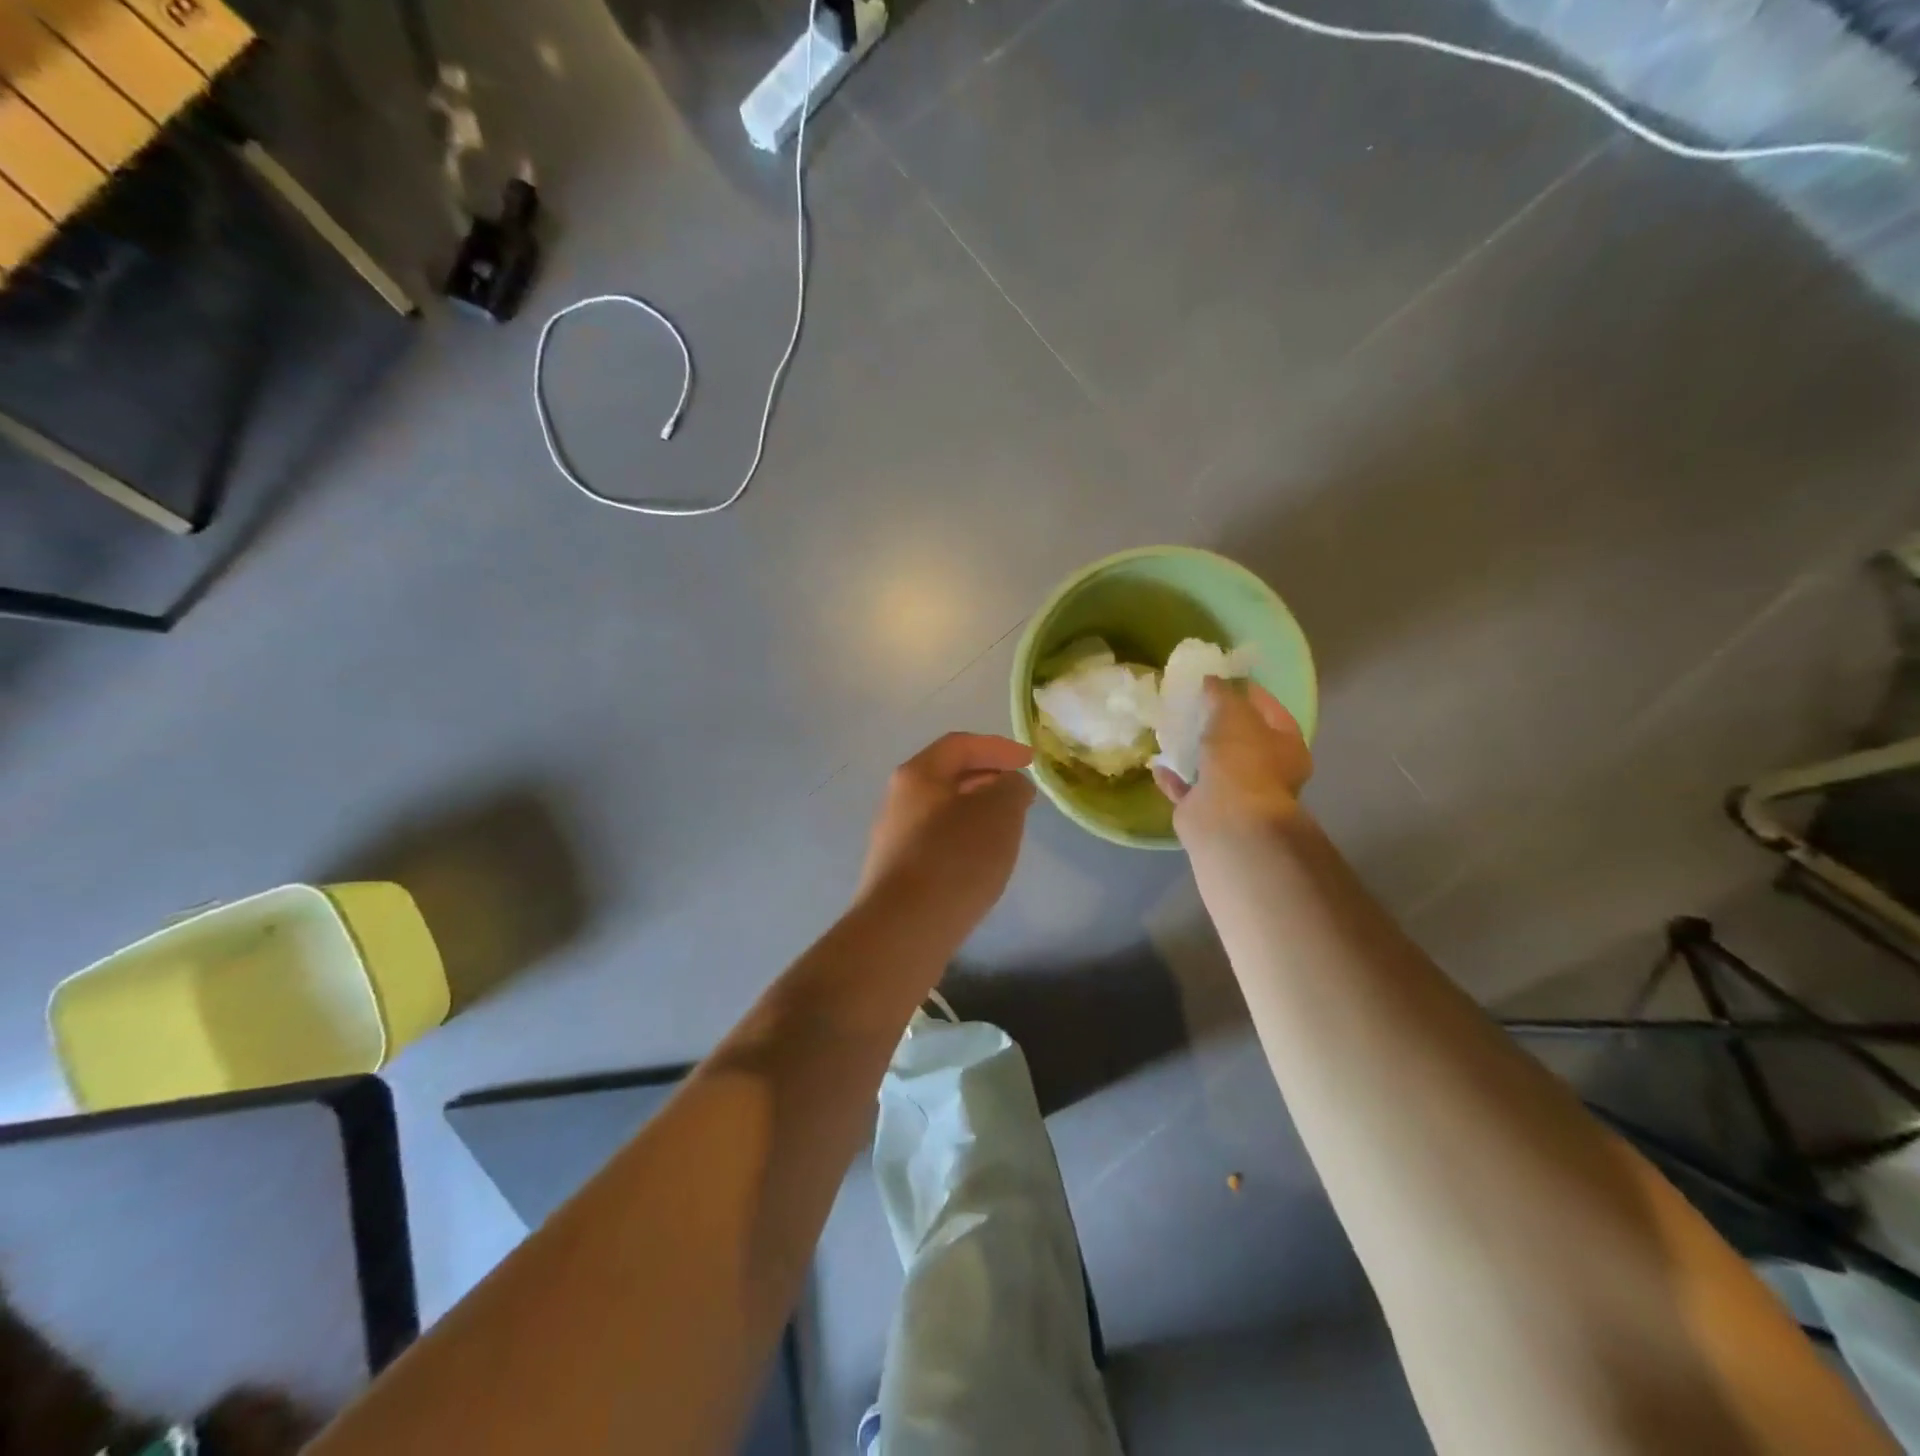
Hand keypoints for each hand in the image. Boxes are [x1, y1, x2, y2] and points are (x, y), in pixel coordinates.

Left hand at [858, 733, 1036, 943]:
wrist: (903, 930)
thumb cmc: (954, 859)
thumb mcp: (999, 813)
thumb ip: (1012, 788)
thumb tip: (1009, 785)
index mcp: (918, 775)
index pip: (961, 745)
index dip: (999, 747)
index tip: (1030, 761)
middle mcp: (898, 800)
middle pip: (947, 777)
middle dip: (987, 778)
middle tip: (1019, 793)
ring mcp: (894, 839)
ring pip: (942, 811)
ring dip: (976, 811)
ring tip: (1006, 827)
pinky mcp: (897, 873)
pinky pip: (936, 842)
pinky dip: (963, 839)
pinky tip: (980, 862)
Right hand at [1153, 678, 1312, 843]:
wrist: (1226, 819)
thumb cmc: (1242, 759)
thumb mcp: (1233, 713)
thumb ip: (1221, 694)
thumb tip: (1211, 680)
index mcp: (1286, 747)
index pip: (1271, 710)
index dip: (1249, 692)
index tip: (1223, 677)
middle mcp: (1267, 772)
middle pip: (1241, 740)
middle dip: (1218, 723)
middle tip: (1194, 702)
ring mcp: (1236, 794)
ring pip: (1213, 766)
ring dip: (1195, 751)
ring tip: (1172, 728)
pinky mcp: (1206, 810)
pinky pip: (1188, 789)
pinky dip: (1174, 777)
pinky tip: (1156, 762)